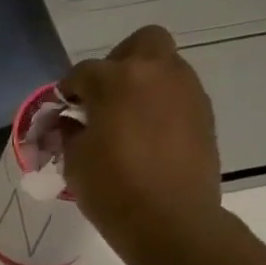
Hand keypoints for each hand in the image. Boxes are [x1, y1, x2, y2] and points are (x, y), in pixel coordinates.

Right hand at [60, 26, 227, 264]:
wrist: (170, 220)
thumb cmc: (113, 190)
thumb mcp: (75, 162)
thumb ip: (69, 132)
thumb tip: (70, 121)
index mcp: (117, 80)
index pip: (83, 73)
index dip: (67, 91)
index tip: (62, 111)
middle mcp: (157, 73)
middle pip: (139, 44)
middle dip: (118, 63)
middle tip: (103, 98)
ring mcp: (186, 90)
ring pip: (163, 68)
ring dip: (142, 86)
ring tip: (125, 123)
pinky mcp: (203, 114)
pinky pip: (177, 96)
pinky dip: (160, 107)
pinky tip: (147, 139)